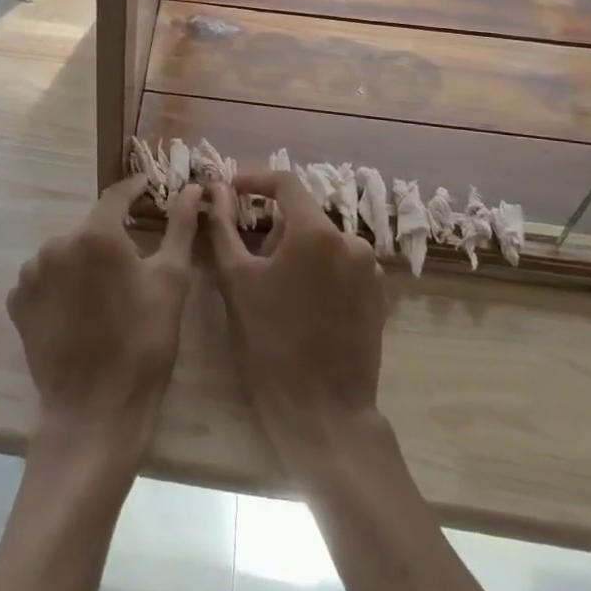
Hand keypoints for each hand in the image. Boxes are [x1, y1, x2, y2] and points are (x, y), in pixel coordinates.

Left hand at [8, 176, 201, 465]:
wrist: (95, 410)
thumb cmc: (144, 342)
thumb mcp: (172, 280)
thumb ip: (180, 226)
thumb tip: (191, 188)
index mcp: (95, 234)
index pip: (117, 195)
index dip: (136, 190)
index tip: (151, 189)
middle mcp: (56, 244)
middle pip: (91, 227)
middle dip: (113, 235)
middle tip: (135, 259)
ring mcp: (31, 273)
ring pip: (66, 252)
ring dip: (85, 261)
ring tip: (107, 293)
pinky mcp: (18, 301)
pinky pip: (45, 278)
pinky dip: (62, 284)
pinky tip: (80, 310)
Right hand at [208, 171, 388, 472]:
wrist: (323, 411)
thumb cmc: (270, 342)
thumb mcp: (235, 280)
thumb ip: (222, 227)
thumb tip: (213, 192)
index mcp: (316, 231)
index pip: (285, 183)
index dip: (255, 180)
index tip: (231, 190)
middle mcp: (351, 240)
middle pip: (303, 214)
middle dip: (273, 227)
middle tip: (247, 258)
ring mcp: (370, 268)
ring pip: (322, 241)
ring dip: (296, 250)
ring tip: (273, 288)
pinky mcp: (378, 294)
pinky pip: (341, 265)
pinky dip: (318, 270)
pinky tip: (301, 304)